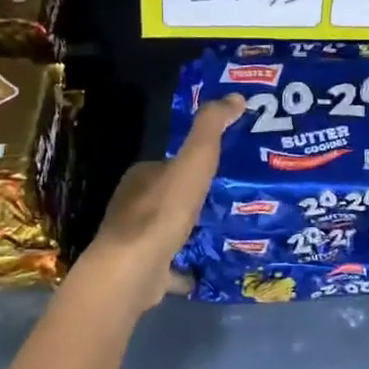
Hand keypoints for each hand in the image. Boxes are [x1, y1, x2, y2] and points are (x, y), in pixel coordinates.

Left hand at [75, 94, 243, 308]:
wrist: (132, 271)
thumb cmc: (163, 212)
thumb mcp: (193, 162)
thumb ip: (211, 129)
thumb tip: (235, 96)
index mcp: (142, 177)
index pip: (170, 163)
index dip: (195, 163)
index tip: (225, 168)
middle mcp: (133, 205)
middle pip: (169, 196)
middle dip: (194, 198)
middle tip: (232, 199)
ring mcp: (135, 241)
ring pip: (168, 230)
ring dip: (190, 230)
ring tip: (225, 231)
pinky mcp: (142, 272)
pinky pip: (170, 266)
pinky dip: (185, 267)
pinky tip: (206, 270)